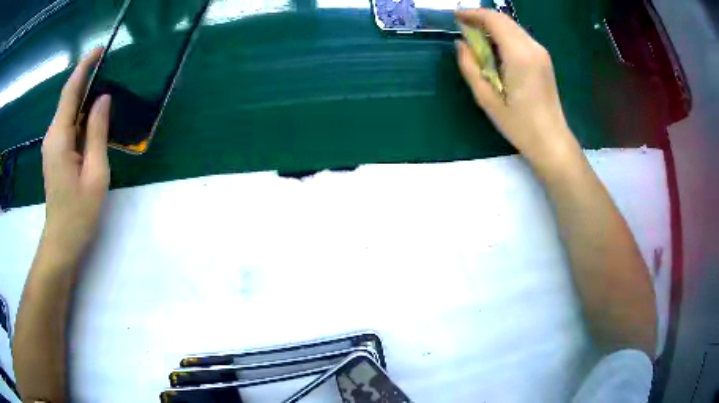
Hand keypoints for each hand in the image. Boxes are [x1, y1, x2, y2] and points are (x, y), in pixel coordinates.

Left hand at [40, 48, 110, 265]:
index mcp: (59, 137)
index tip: (100, 49)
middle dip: (86, 78)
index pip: (70, 92)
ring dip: (85, 97)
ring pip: (69, 111)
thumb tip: (103, 98)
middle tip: (109, 66)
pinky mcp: (56, 153)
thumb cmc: (79, 212)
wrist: (62, 241)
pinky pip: (69, 125)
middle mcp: (52, 135)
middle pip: (69, 99)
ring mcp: (52, 145)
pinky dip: (82, 114)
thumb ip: (97, 132)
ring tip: (106, 85)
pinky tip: (95, 114)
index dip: (84, 68)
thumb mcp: (95, 172)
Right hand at [455, 9, 579, 166]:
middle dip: (481, 18)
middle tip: (462, 26)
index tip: (455, 17)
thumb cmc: (519, 124)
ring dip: (492, 26)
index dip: (472, 14)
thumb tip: (460, 44)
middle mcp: (532, 47)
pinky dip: (503, 35)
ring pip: (512, 26)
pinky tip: (494, 47)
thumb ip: (470, 67)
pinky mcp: (544, 59)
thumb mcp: (486, 99)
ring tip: (475, 37)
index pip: (493, 19)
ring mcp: (541, 52)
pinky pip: (520, 37)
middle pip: (503, 19)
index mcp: (519, 55)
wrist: (551, 140)